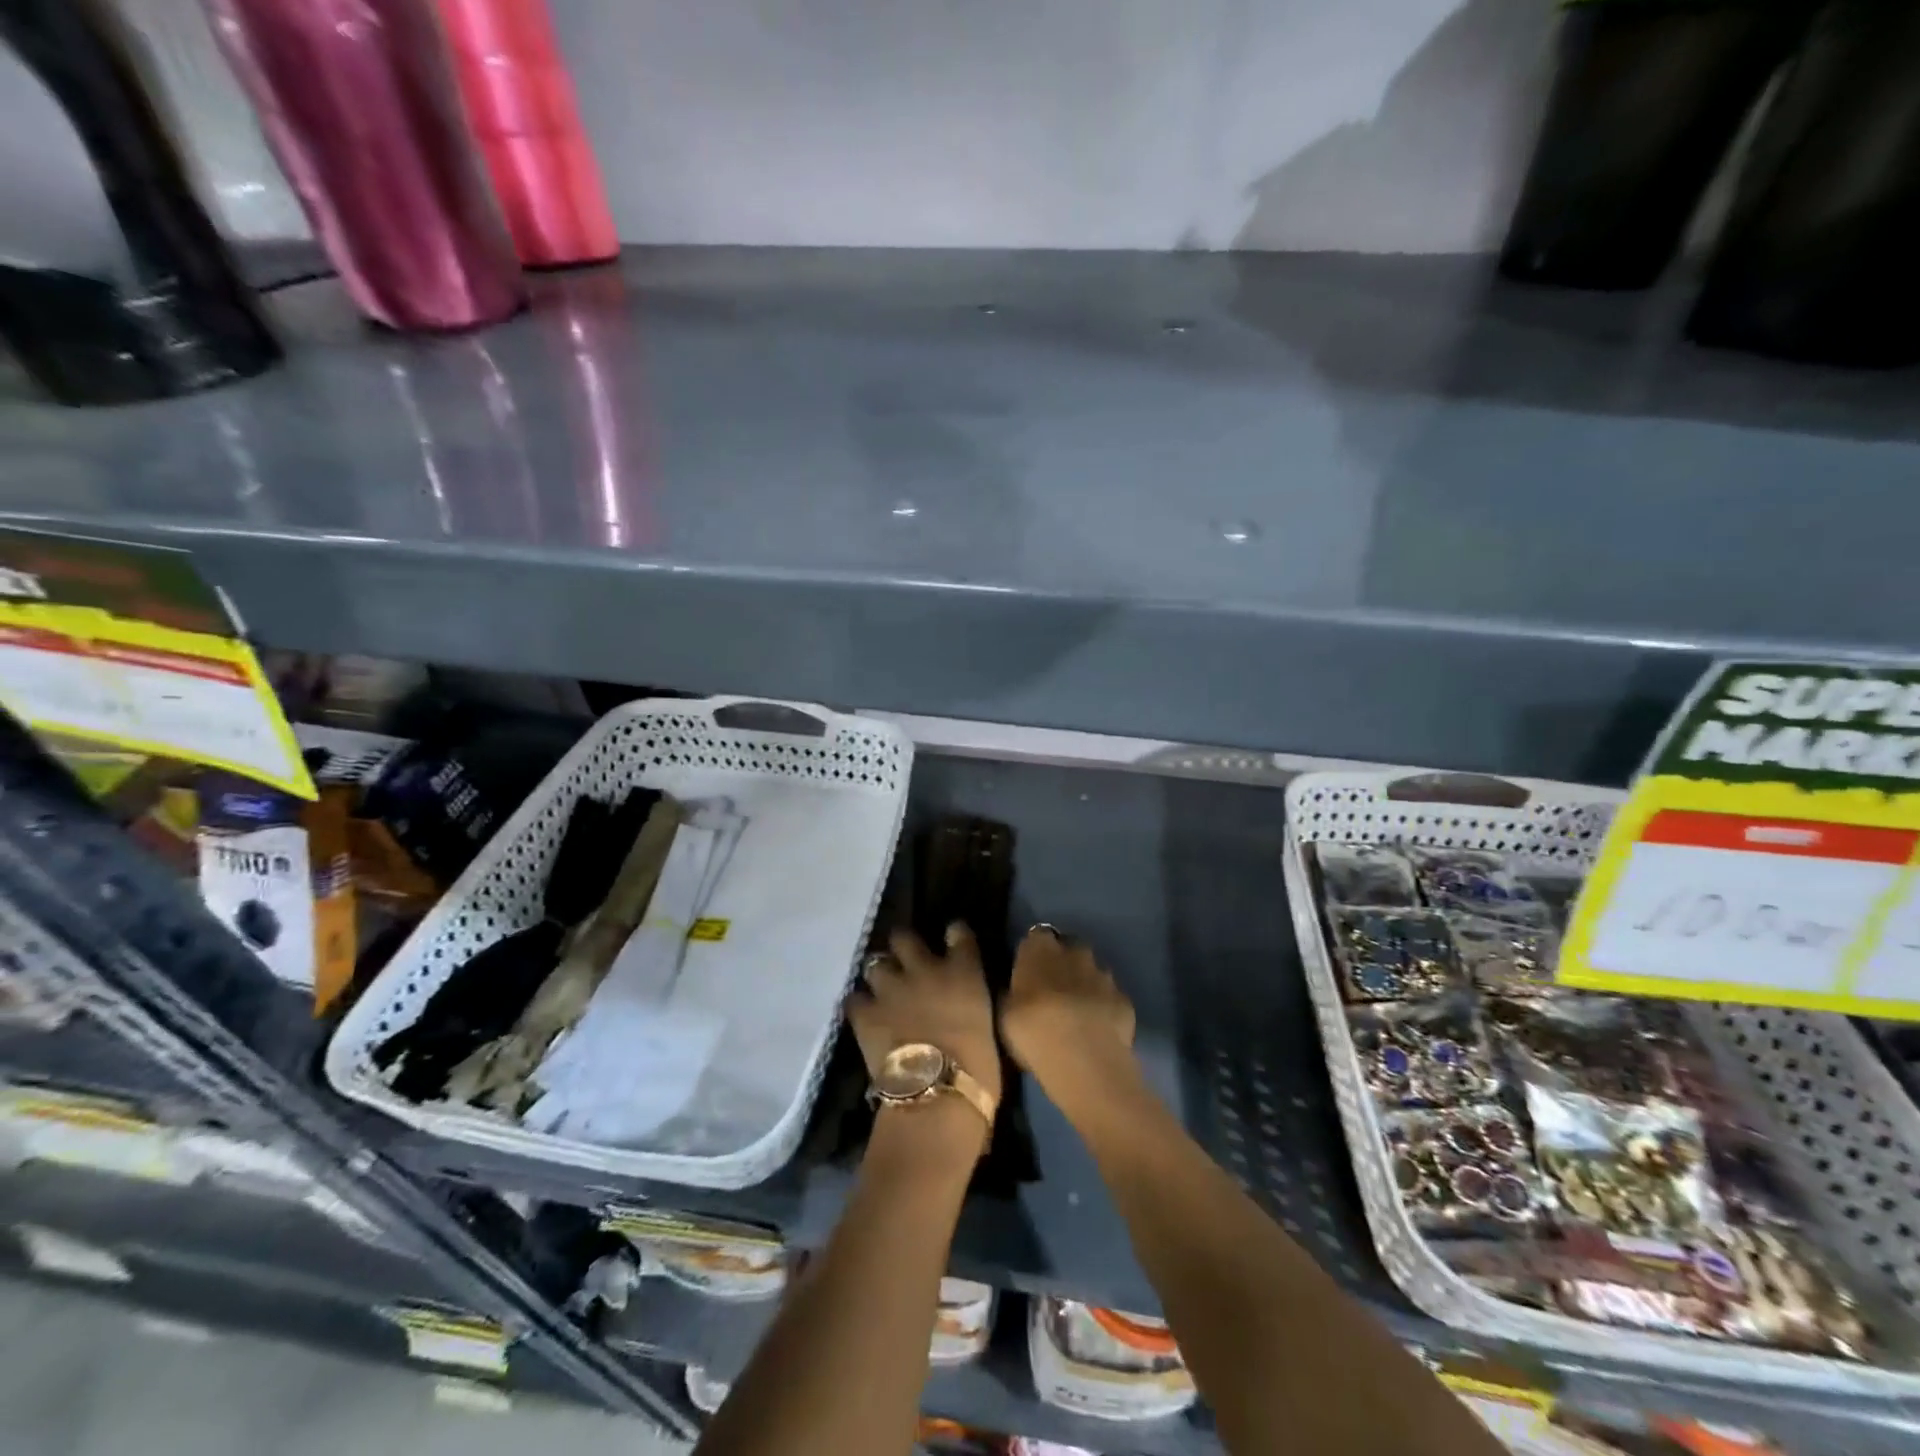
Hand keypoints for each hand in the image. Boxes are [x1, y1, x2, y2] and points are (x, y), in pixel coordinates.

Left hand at [847, 924, 1002, 1109]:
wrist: (938, 1093)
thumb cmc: (979, 1068)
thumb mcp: (986, 1025)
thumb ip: (970, 1005)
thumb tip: (962, 1007)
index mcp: (964, 972)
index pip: (959, 934)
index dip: (954, 933)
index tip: (953, 936)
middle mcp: (925, 969)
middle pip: (904, 937)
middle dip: (903, 945)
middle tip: (904, 960)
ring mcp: (892, 988)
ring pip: (874, 963)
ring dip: (879, 975)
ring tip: (882, 989)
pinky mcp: (865, 1012)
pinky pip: (854, 999)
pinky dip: (858, 1006)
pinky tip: (863, 1015)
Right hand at [1000, 925, 1135, 1101]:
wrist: (1083, 1057)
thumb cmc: (1032, 1030)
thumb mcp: (1005, 1012)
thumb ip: (1013, 992)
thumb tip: (1016, 989)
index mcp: (1040, 948)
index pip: (1036, 936)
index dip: (1034, 953)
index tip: (1028, 973)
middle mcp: (1074, 951)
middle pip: (1069, 949)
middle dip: (1064, 964)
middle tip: (1053, 991)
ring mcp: (1104, 974)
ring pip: (1093, 972)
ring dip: (1085, 985)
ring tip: (1077, 1014)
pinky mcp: (1124, 999)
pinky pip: (1111, 998)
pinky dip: (1105, 1008)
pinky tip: (1097, 1030)